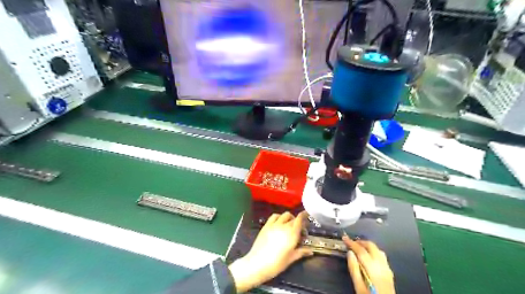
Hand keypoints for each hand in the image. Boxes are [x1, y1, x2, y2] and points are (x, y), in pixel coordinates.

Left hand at [229, 212, 310, 291]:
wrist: (257, 263)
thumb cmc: (276, 263)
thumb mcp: (291, 258)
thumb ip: (301, 252)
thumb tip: (311, 250)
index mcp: (292, 233)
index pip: (299, 219)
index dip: (304, 215)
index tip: (307, 216)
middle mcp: (284, 226)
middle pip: (293, 218)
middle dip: (298, 222)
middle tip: (299, 231)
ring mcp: (274, 224)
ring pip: (284, 215)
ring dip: (289, 218)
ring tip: (289, 225)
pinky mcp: (266, 225)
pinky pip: (274, 216)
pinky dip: (279, 217)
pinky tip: (279, 223)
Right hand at [345, 236, 393, 293]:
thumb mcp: (358, 286)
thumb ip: (354, 269)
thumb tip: (350, 253)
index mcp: (372, 268)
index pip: (361, 250)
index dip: (352, 243)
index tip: (344, 238)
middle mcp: (381, 265)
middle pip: (371, 246)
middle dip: (360, 242)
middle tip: (351, 242)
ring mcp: (387, 268)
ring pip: (378, 250)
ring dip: (368, 246)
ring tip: (359, 247)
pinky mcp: (390, 272)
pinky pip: (382, 256)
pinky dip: (374, 251)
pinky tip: (370, 256)